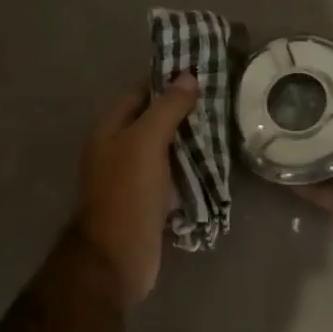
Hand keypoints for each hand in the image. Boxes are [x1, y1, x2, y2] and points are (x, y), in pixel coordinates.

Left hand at [73, 74, 199, 304]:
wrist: (117, 258)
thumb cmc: (128, 194)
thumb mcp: (146, 142)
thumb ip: (166, 109)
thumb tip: (188, 76)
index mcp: (109, 130)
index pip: (139, 92)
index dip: (167, 80)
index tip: (202, 73)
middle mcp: (116, 149)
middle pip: (152, 119)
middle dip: (182, 110)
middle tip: (220, 100)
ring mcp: (131, 177)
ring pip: (163, 147)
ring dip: (189, 139)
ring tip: (223, 126)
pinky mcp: (147, 200)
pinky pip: (170, 173)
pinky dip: (189, 166)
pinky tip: (213, 162)